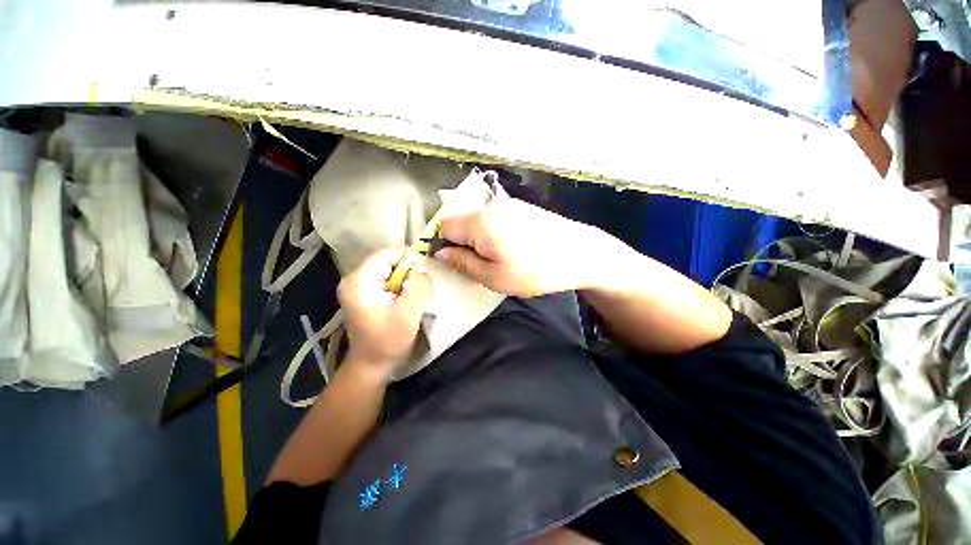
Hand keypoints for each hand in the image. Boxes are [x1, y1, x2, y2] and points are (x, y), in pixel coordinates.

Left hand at [338, 248, 432, 377]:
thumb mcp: (408, 315)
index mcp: (359, 281)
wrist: (371, 366)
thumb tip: (422, 270)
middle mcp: (353, 279)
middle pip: (387, 260)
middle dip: (408, 270)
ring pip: (389, 269)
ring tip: (415, 295)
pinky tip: (406, 299)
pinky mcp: (364, 293)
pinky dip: (400, 285)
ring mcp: (357, 286)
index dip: (409, 257)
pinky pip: (387, 279)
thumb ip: (418, 287)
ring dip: (406, 279)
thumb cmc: (388, 342)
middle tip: (422, 286)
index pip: (386, 253)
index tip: (426, 269)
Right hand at [435, 197, 602, 296]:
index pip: (444, 226)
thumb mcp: (494, 277)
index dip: (446, 245)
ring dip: (480, 238)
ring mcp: (507, 204)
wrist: (579, 253)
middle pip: (461, 221)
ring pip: (478, 219)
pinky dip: (494, 232)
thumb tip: (440, 253)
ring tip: (500, 257)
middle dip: (463, 242)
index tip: (459, 262)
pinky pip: (495, 217)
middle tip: (481, 263)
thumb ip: (463, 263)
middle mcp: (490, 206)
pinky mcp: (521, 206)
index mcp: (479, 222)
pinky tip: (512, 246)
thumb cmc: (534, 271)